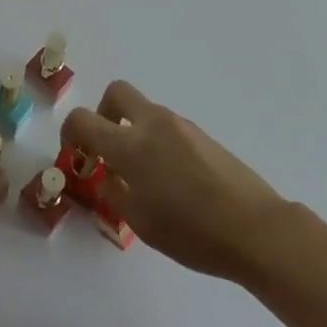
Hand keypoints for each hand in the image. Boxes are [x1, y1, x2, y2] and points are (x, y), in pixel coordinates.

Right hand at [60, 81, 285, 281]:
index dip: (70, 132)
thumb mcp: (141, 223)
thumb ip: (115, 193)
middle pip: (116, 93)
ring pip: (144, 111)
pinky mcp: (202, 134)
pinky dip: (157, 141)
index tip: (76, 154)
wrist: (255, 229)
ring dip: (133, 130)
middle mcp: (152, 124)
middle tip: (107, 147)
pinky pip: (167, 127)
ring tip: (143, 176)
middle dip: (103, 113)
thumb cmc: (192, 233)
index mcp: (130, 145)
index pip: (83, 119)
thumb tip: (106, 176)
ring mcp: (180, 125)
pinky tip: (172, 180)